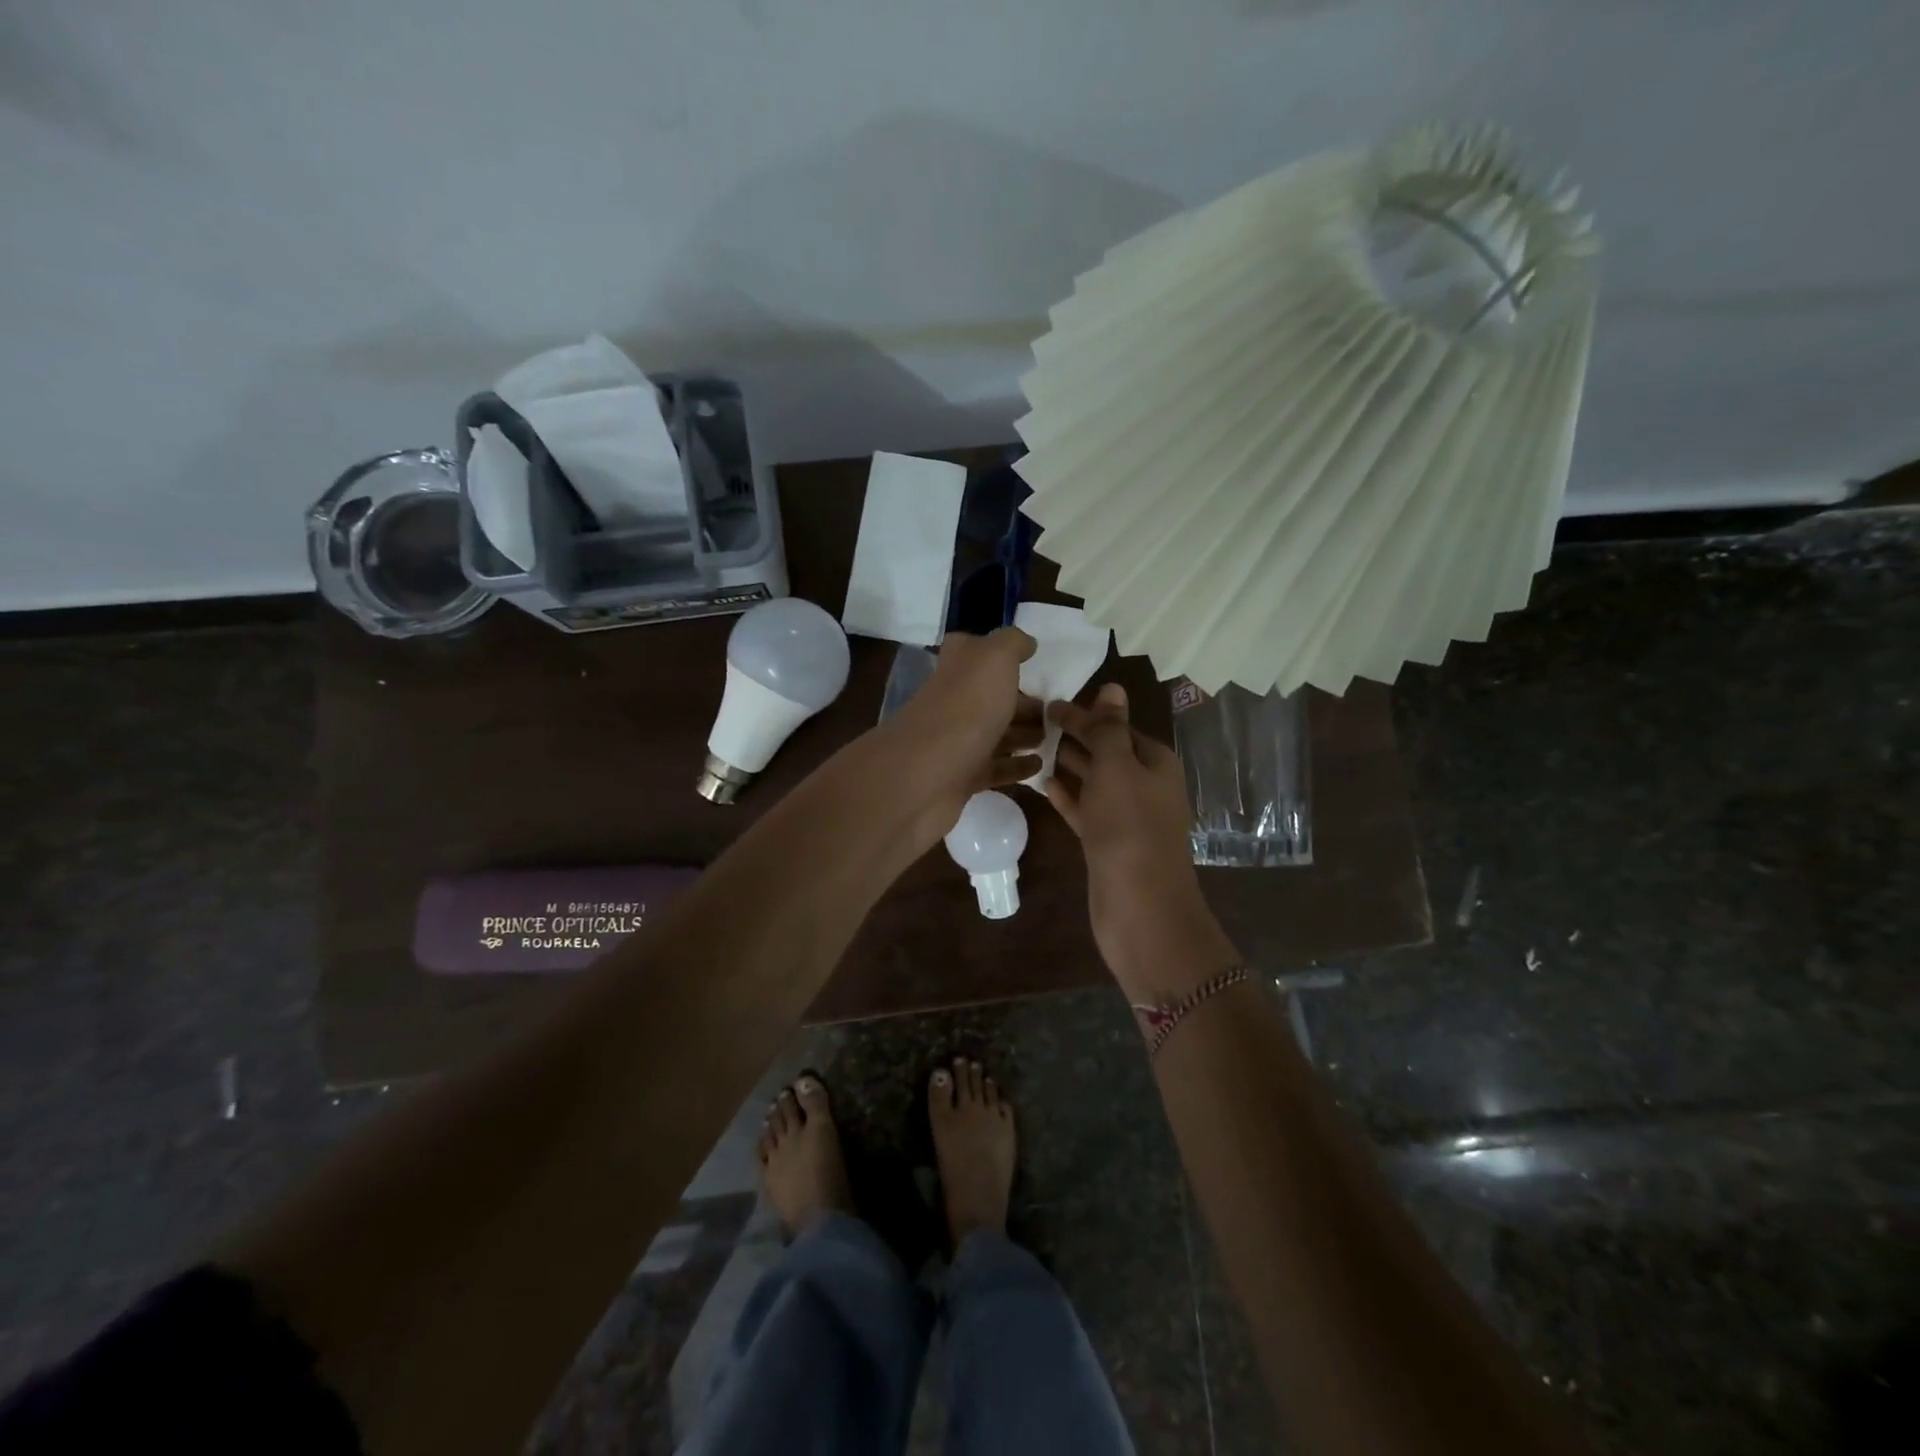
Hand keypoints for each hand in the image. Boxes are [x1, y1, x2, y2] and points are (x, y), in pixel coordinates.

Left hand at [876, 628, 1043, 849]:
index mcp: (958, 667)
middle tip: (1057, 712)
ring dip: (1024, 734)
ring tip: (1054, 737)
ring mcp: (956, 741)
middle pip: (992, 697)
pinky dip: (1017, 766)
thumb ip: (1012, 643)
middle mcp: (954, 700)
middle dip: (1024, 702)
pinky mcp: (962, 777)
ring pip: (996, 733)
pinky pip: (995, 768)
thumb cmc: (967, 707)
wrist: (927, 773)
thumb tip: (1026, 643)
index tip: (1035, 662)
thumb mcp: (994, 658)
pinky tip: (1040, 765)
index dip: (1004, 654)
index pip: (976, 651)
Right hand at [1046, 683, 1230, 997]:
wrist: (1139, 905)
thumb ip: (1108, 728)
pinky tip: (1043, 784)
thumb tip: (1112, 687)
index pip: (1117, 726)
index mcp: (1154, 761)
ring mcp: (1126, 817)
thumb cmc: (1129, 826)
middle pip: (1106, 751)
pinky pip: (1085, 810)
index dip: (1085, 714)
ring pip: (1094, 781)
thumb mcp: (1117, 766)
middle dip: (1073, 737)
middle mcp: (1144, 785)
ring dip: (1067, 765)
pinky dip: (1067, 796)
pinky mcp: (1107, 843)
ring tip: (1030, 747)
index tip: (1046, 704)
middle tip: (1030, 723)